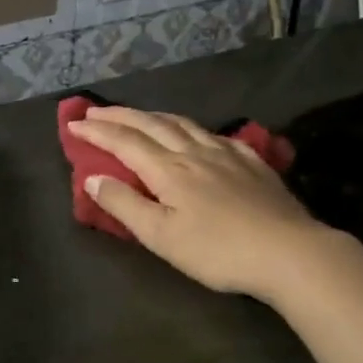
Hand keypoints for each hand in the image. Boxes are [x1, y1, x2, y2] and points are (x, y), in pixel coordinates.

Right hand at [67, 106, 326, 298]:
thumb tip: (93, 178)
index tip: (73, 124)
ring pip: (183, 123)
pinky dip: (191, 127)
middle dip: (119, 115)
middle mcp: (194, 152)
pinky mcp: (251, 162)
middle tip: (94, 110)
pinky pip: (214, 134)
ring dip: (153, 115)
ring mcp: (226, 153)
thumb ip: (124, 205)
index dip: (96, 131)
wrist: (289, 252)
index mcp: (168, 169)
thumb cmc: (217, 250)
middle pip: (151, 124)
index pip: (124, 142)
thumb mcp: (161, 236)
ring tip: (137, 115)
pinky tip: (196, 134)